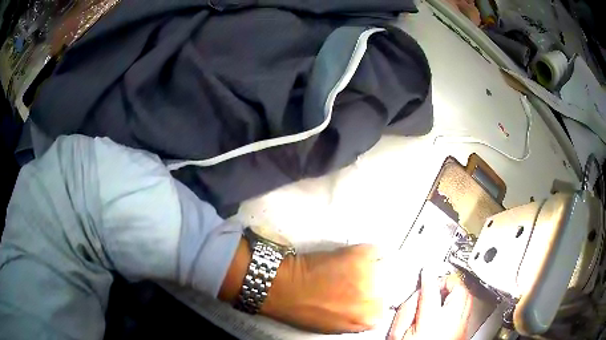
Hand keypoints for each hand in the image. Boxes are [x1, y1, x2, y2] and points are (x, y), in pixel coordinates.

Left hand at [261, 244, 387, 333]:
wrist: (284, 288)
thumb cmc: (303, 311)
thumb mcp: (335, 326)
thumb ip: (357, 319)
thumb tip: (367, 310)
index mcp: (367, 319)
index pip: (382, 309)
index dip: (371, 302)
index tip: (362, 297)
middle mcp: (373, 298)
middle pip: (384, 288)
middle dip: (372, 286)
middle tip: (355, 283)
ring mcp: (367, 275)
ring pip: (380, 268)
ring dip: (368, 269)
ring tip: (350, 270)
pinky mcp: (358, 256)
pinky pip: (373, 251)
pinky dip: (365, 252)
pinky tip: (351, 257)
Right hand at [387, 272, 472, 339]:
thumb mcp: (400, 334)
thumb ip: (409, 310)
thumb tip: (417, 290)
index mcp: (432, 321)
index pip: (433, 289)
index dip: (428, 277)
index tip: (426, 272)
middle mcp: (453, 322)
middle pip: (459, 290)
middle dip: (448, 282)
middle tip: (436, 284)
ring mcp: (461, 327)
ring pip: (466, 298)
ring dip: (456, 291)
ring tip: (442, 295)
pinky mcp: (463, 332)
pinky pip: (466, 309)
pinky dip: (458, 303)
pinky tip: (445, 311)